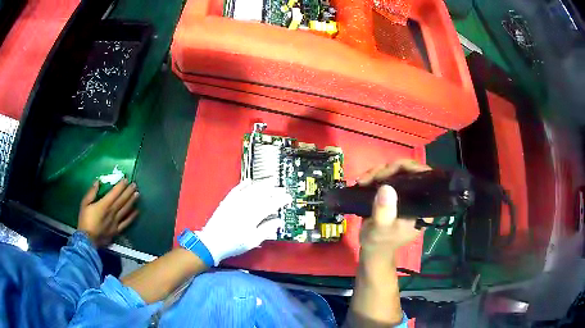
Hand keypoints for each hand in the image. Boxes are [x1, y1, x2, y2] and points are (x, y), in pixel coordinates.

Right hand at [77, 179, 138, 246]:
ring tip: (137, 194)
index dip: (121, 186)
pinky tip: (137, 212)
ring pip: (125, 210)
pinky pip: (126, 223)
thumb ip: (91, 192)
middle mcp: (112, 212)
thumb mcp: (84, 204)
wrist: (87, 241)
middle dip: (128, 191)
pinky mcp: (117, 230)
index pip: (114, 193)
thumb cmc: (84, 221)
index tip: (126, 179)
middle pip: (122, 200)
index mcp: (104, 204)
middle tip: (135, 185)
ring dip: (132, 201)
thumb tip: (98, 182)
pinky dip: (132, 217)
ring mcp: (116, 222)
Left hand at [196, 179, 291, 265]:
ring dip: (261, 185)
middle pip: (261, 195)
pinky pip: (236, 189)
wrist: (212, 242)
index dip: (281, 200)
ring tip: (270, 181)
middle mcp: (244, 206)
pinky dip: (243, 184)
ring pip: (250, 190)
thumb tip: (279, 221)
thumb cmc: (234, 244)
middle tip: (281, 188)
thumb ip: (266, 230)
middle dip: (273, 190)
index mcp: (253, 216)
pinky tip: (249, 180)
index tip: (288, 198)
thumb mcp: (253, 241)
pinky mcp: (226, 201)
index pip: (270, 205)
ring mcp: (234, 202)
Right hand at [357, 160, 431, 258]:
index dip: (408, 168)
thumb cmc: (380, 242)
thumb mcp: (381, 229)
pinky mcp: (394, 193)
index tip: (388, 172)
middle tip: (369, 178)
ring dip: (377, 172)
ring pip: (395, 171)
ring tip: (362, 181)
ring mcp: (405, 193)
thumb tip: (386, 187)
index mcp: (422, 206)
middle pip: (408, 170)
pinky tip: (363, 182)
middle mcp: (417, 197)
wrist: (372, 250)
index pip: (423, 177)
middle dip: (387, 170)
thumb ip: (384, 211)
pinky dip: (374, 176)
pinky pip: (387, 176)